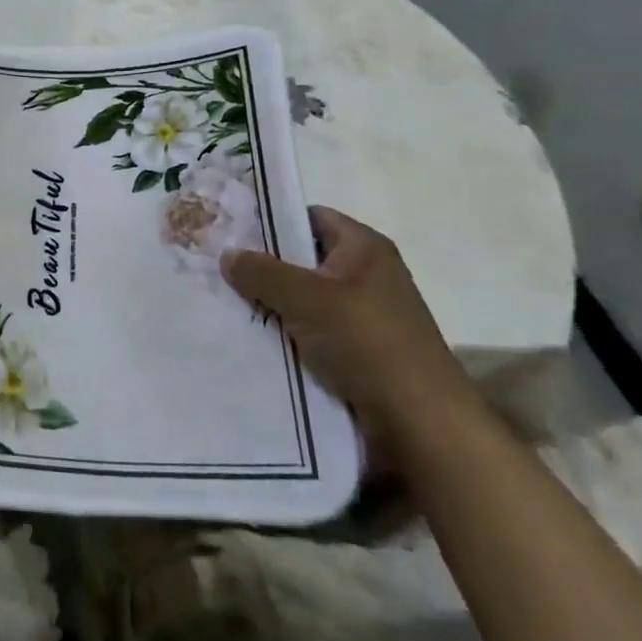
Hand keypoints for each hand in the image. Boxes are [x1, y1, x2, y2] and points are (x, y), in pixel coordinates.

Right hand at [220, 207, 480, 457]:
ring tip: (227, 306)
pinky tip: (253, 341)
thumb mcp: (307, 298)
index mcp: (364, 248)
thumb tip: (227, 254)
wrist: (421, 423)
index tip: (232, 232)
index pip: (310, 217)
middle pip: (304, 260)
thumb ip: (263, 272)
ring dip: (273, 305)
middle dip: (265, 267)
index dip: (272, 221)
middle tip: (220, 270)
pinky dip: (287, 336)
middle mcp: (367, 275)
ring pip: (304, 300)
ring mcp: (364, 316)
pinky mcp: (359, 352)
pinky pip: (312, 332)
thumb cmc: (367, 343)